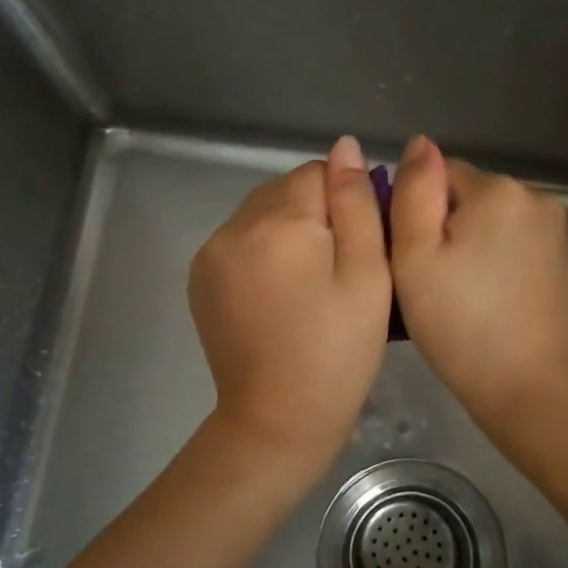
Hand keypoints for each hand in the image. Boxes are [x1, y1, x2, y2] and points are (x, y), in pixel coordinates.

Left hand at [190, 136, 392, 474]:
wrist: (277, 420)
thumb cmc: (337, 351)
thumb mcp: (367, 276)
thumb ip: (356, 204)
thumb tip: (345, 147)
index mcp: (279, 221)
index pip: (319, 173)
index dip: (347, 204)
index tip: (359, 249)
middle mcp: (235, 226)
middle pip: (285, 191)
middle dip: (316, 216)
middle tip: (338, 272)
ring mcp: (211, 253)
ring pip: (261, 215)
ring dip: (287, 232)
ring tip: (308, 286)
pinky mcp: (200, 279)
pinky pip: (238, 241)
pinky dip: (261, 253)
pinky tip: (279, 295)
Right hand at [389, 136, 567, 432]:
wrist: (531, 389)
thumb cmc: (461, 324)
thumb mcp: (415, 255)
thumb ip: (414, 191)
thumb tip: (420, 143)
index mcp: (497, 189)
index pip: (436, 175)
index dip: (414, 215)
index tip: (412, 260)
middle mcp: (533, 196)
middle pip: (464, 196)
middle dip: (443, 229)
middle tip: (430, 283)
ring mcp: (553, 229)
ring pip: (486, 222)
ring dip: (466, 246)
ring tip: (456, 296)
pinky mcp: (560, 259)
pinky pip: (509, 244)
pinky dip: (491, 263)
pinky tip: (484, 302)